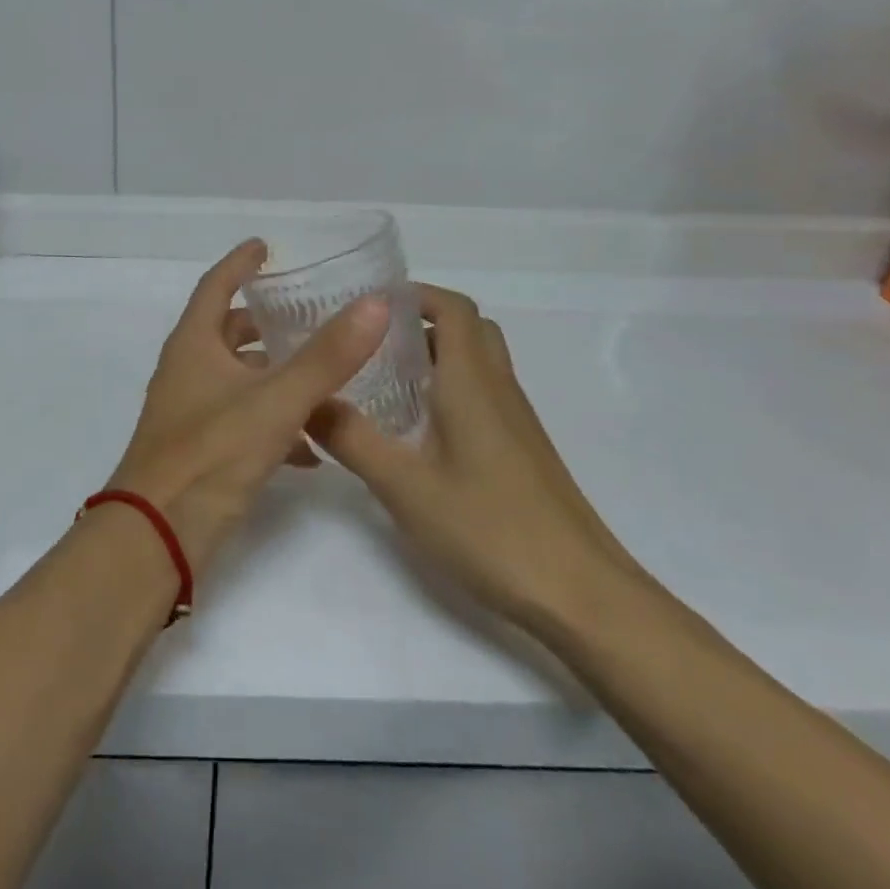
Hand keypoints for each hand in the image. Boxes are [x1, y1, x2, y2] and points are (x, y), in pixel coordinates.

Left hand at [105, 240, 389, 580]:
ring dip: (277, 374)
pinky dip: (276, 422)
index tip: (265, 247)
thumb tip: (375, 304)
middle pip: (228, 332)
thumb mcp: (276, 400)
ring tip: (325, 377)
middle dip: (266, 323)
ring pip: (240, 379)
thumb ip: (327, 356)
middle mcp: (188, 370)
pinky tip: (314, 446)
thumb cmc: (211, 454)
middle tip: (308, 315)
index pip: (216, 286)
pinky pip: (244, 421)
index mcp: (194, 344)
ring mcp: (191, 412)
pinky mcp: (201, 450)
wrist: (156, 538)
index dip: (240, 263)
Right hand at [309, 283, 634, 628]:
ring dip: (438, 356)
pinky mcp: (522, 449)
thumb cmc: (490, 528)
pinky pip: (485, 394)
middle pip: (469, 328)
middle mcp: (498, 387)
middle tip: (376, 342)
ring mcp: (516, 419)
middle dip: (423, 322)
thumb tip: (307, 400)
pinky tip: (421, 432)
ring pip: (479, 362)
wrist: (582, 594)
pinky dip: (452, 389)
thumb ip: (352, 439)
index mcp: (471, 381)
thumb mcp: (404, 486)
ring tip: (388, 381)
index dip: (415, 294)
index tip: (370, 305)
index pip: (453, 307)